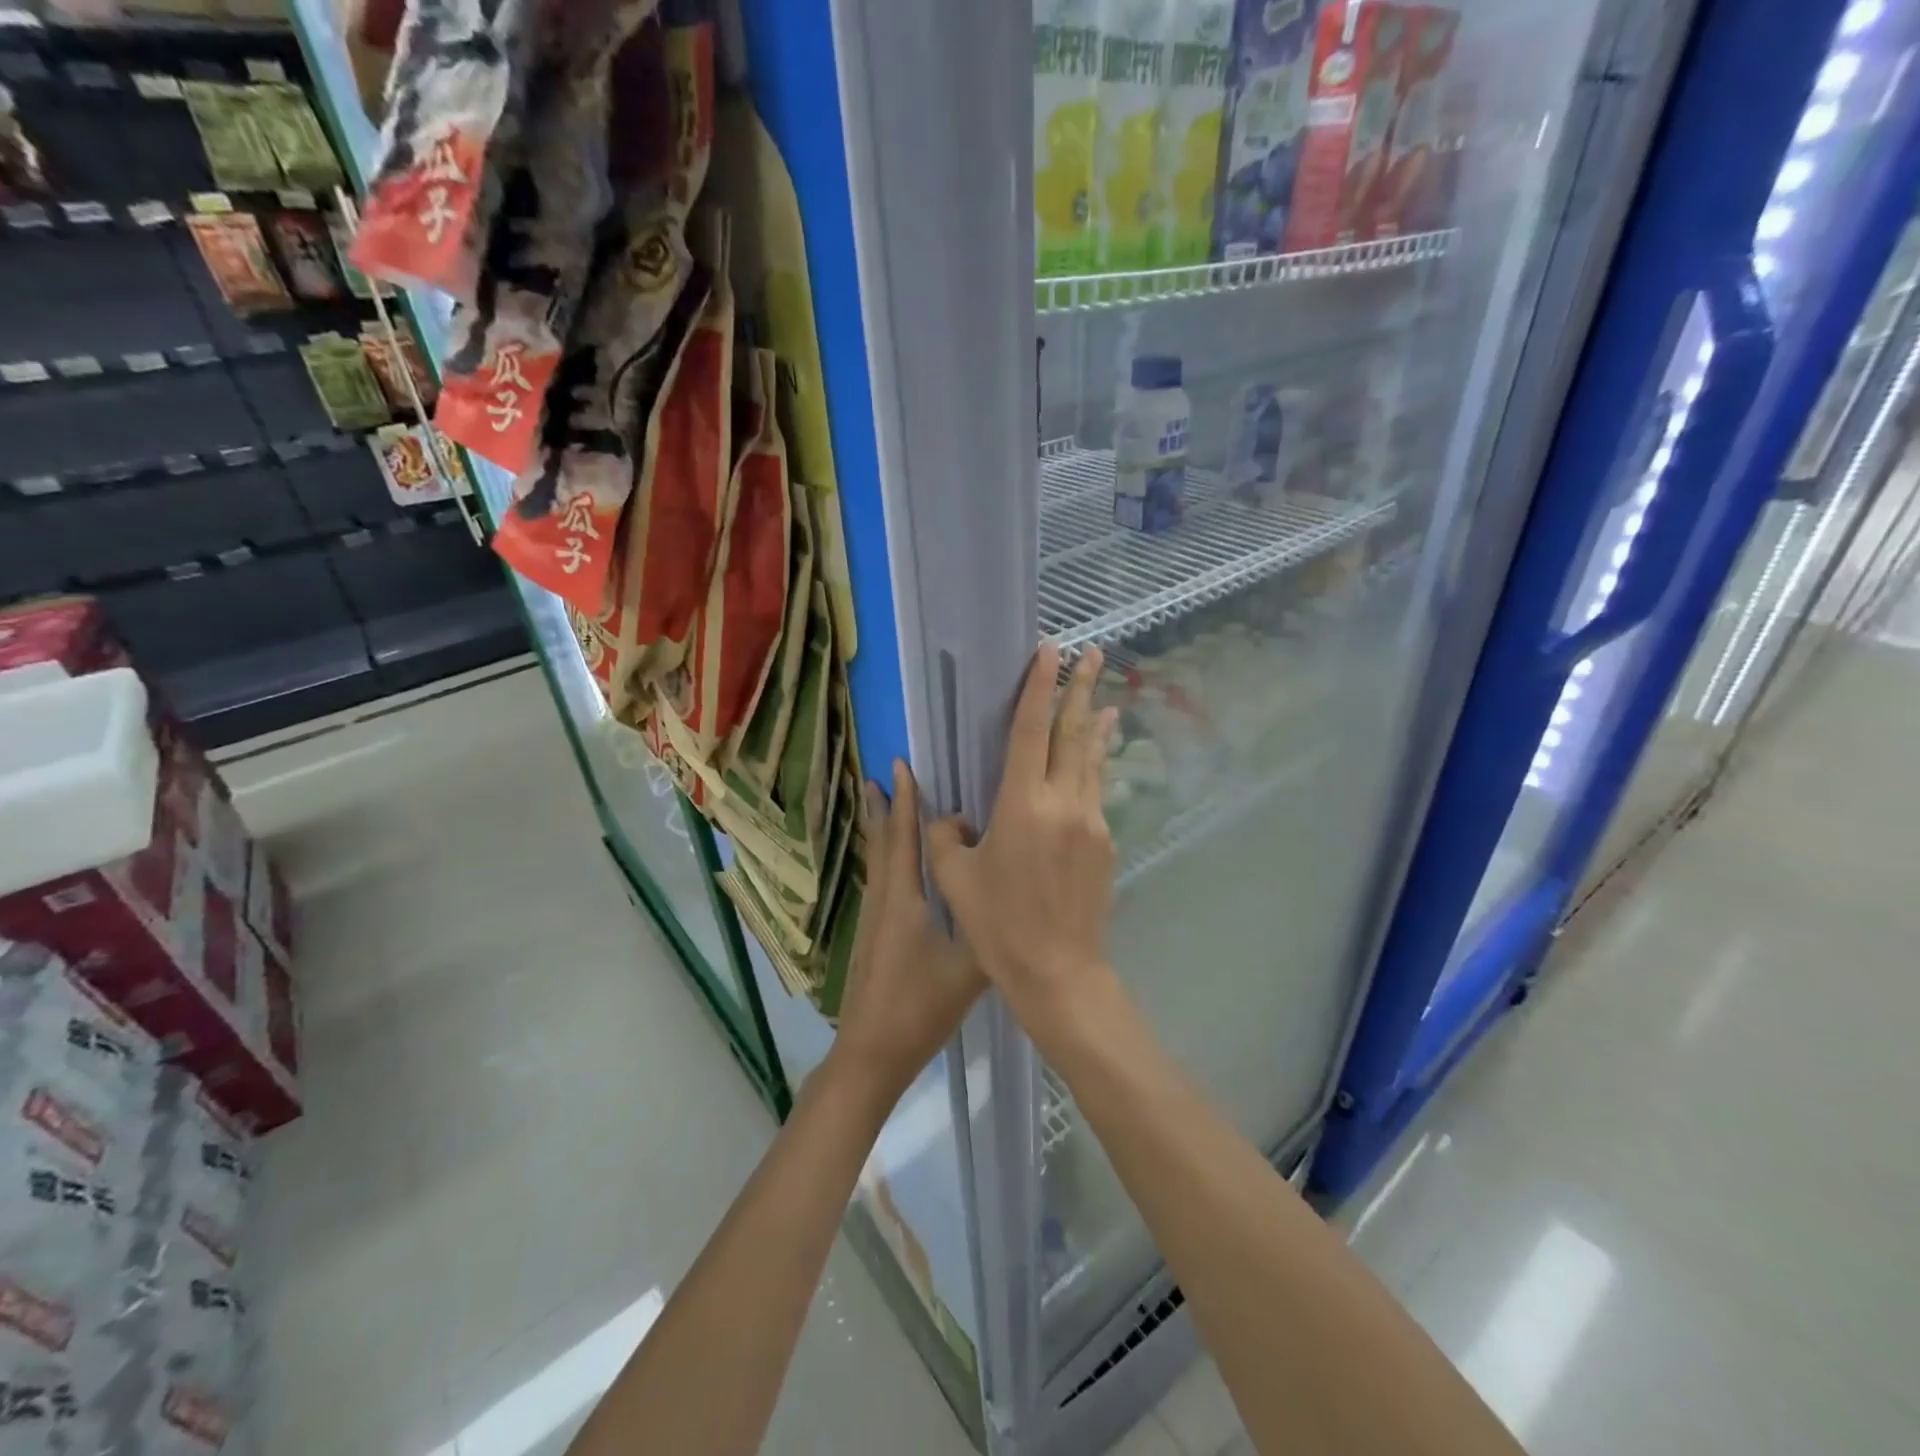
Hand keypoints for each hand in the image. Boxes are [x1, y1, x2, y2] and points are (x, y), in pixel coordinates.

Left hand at [828, 761, 987, 1103]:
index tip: (901, 766)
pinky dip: (884, 855)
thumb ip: (992, 930)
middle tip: (882, 773)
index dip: (904, 801)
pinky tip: (895, 861)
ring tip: (881, 801)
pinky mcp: (873, 934)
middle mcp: (883, 899)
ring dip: (881, 828)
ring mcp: (874, 917)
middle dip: (885, 806)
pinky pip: (879, 879)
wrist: (871, 1052)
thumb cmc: (919, 1007)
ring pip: (877, 860)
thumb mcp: (969, 970)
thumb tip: (1016, 895)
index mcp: (904, 900)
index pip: (904, 838)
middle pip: (882, 842)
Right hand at [928, 644, 1118, 1022]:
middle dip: (1082, 688)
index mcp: (1021, 805)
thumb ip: (945, 834)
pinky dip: (1096, 765)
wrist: (1059, 971)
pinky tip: (1097, 758)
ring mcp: (1091, 821)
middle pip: (1074, 733)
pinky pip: (1098, 790)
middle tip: (1094, 652)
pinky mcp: (1105, 842)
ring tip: (1106, 696)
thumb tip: (951, 815)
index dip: (1038, 687)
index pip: (1030, 731)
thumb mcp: (954, 878)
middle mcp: (1063, 802)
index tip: (1050, 652)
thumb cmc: (998, 925)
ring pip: (1092, 760)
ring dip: (1095, 724)